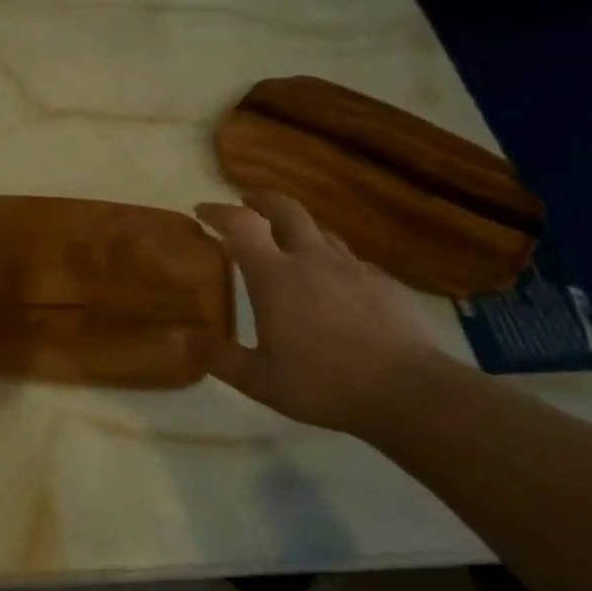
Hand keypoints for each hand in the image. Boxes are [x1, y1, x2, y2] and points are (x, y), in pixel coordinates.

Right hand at [196, 191, 443, 434]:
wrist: (409, 390)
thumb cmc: (323, 383)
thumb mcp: (259, 380)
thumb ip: (219, 358)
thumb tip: (183, 341)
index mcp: (275, 275)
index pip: (241, 225)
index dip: (219, 212)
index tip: (202, 211)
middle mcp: (312, 259)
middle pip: (286, 209)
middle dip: (262, 199)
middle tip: (247, 202)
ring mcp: (352, 267)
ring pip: (321, 232)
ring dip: (299, 230)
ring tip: (290, 244)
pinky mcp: (385, 283)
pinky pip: (351, 262)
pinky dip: (333, 263)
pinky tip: (336, 287)